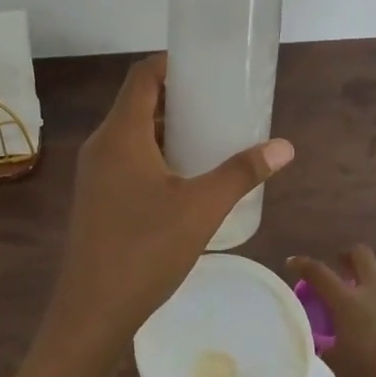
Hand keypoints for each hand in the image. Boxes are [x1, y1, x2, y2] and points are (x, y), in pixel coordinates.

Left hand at [40, 53, 293, 373]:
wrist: (91, 313)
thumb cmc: (145, 250)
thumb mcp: (201, 208)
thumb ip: (242, 173)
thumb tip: (284, 147)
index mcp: (121, 134)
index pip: (142, 76)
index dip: (172, 63)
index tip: (206, 67)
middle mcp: (101, 144)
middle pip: (138, 103)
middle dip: (178, 98)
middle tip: (219, 102)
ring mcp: (94, 172)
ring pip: (132, 133)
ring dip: (167, 129)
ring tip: (209, 136)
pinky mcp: (95, 196)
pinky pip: (126, 157)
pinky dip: (155, 153)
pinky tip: (184, 177)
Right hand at [286, 246, 375, 376]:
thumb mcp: (339, 372)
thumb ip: (328, 349)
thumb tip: (323, 342)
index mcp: (349, 304)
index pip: (320, 273)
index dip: (303, 264)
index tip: (292, 263)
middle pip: (362, 255)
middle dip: (348, 257)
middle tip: (341, 269)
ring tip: (372, 294)